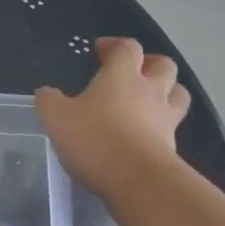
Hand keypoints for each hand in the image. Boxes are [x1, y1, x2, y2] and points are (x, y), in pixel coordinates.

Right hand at [36, 37, 188, 200]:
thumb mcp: (57, 119)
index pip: (127, 47)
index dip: (115, 45)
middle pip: (163, 64)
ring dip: (167, 90)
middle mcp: (150, 90)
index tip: (101, 51)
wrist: (137, 180)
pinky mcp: (173, 146)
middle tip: (134, 72)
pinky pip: (173, 126)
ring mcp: (166, 118)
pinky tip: (147, 135)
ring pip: (178, 93)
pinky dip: (163, 125)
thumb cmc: (95, 139)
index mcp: (122, 75)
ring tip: (150, 100)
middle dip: (150, 63)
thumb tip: (47, 93)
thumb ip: (49, 101)